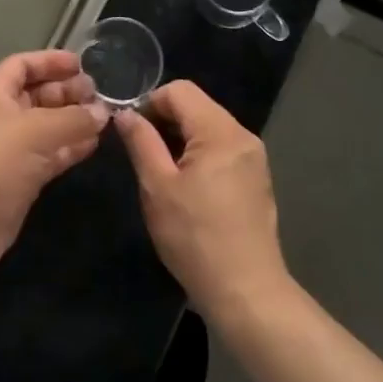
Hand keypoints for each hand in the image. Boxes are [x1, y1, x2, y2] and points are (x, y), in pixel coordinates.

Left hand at [0, 50, 108, 270]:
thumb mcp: (38, 130)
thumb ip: (74, 118)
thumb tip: (103, 112)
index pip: (22, 65)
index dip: (50, 61)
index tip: (82, 64)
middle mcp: (0, 115)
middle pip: (37, 93)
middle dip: (67, 91)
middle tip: (99, 94)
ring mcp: (11, 147)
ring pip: (47, 124)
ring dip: (73, 119)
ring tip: (104, 117)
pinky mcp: (21, 175)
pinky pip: (50, 152)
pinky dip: (71, 146)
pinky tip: (94, 143)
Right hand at [115, 81, 291, 323]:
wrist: (245, 291)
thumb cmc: (195, 238)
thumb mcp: (157, 187)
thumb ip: (141, 142)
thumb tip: (125, 114)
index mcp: (220, 131)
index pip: (180, 90)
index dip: (150, 103)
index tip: (133, 133)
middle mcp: (243, 135)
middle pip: (198, 106)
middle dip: (166, 121)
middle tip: (143, 155)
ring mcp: (254, 157)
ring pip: (210, 128)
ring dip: (182, 139)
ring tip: (163, 174)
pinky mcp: (257, 178)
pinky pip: (223, 149)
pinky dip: (201, 155)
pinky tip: (189, 189)